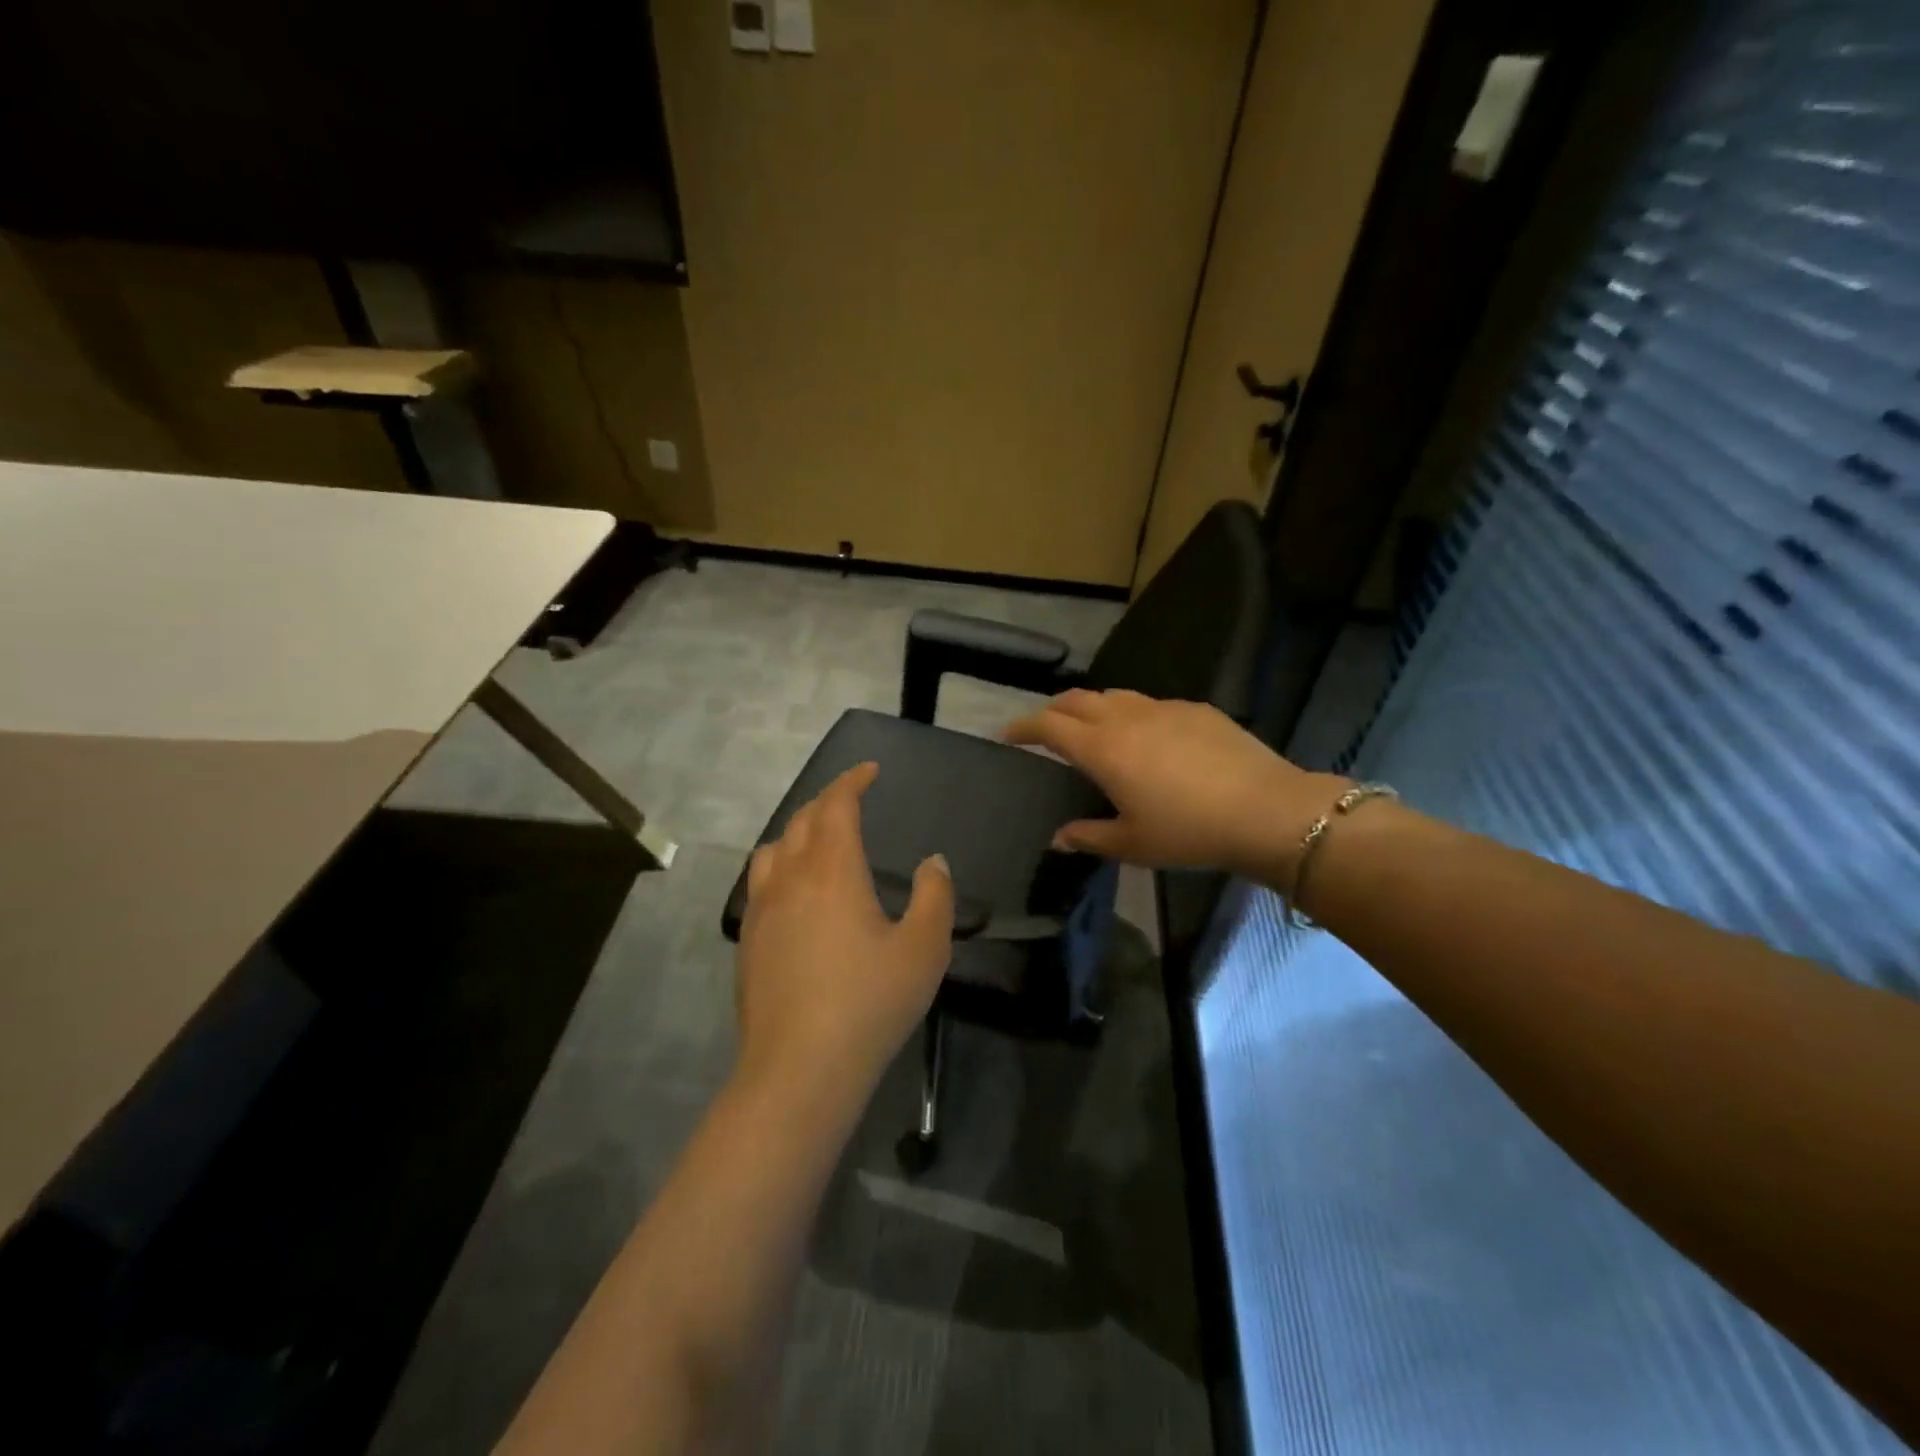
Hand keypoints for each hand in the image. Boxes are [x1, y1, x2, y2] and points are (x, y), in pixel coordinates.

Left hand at [735, 762, 953, 1115]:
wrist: (798, 1069)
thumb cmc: (869, 1003)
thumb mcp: (923, 950)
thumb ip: (933, 897)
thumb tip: (932, 862)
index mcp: (832, 870)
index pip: (836, 805)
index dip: (852, 781)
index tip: (870, 771)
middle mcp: (790, 878)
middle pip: (802, 820)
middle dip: (827, 801)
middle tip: (852, 801)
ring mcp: (761, 910)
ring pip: (774, 848)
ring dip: (799, 831)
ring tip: (820, 842)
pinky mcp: (747, 941)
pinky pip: (761, 882)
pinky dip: (781, 866)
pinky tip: (796, 894)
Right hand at [1002, 689, 1348, 883]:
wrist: (1266, 810)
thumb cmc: (1189, 832)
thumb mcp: (1132, 844)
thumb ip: (1089, 837)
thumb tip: (1059, 838)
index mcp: (1102, 749)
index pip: (1049, 725)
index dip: (1023, 727)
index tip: (1008, 734)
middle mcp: (1126, 718)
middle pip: (1076, 699)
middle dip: (1053, 710)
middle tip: (1045, 728)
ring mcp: (1163, 708)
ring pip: (1114, 695)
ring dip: (1092, 707)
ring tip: (1092, 727)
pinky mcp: (1195, 709)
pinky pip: (1150, 704)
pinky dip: (1132, 713)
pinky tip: (1148, 737)